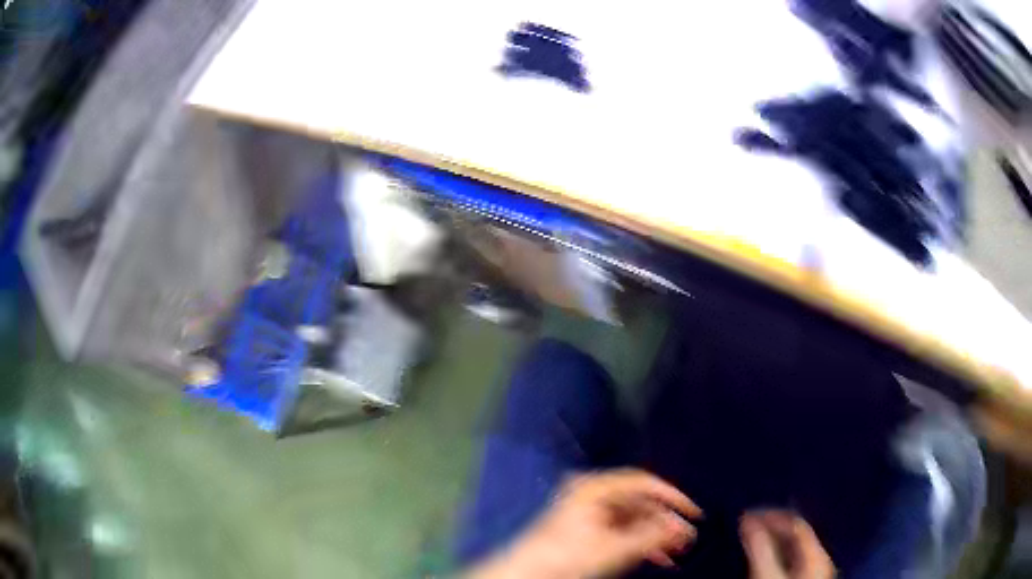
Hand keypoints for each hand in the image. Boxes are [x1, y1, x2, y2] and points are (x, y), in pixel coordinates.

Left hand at [469, 468, 701, 578]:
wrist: (528, 573)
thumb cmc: (566, 555)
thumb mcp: (614, 547)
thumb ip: (651, 535)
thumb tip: (683, 528)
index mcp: (596, 488)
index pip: (644, 482)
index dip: (672, 495)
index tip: (692, 511)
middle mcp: (594, 495)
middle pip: (640, 503)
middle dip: (665, 523)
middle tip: (687, 537)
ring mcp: (591, 512)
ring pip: (635, 520)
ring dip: (656, 536)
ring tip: (677, 552)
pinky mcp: (589, 530)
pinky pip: (624, 531)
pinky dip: (641, 543)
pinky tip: (659, 558)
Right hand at [740, 510, 834, 578]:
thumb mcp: (766, 576)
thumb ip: (759, 548)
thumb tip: (747, 520)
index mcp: (817, 556)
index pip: (796, 524)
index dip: (772, 516)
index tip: (746, 516)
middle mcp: (818, 561)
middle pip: (794, 537)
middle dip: (769, 530)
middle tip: (744, 528)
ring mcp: (811, 575)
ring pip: (790, 551)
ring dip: (769, 544)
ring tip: (747, 543)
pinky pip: (787, 563)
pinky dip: (772, 557)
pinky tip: (758, 561)